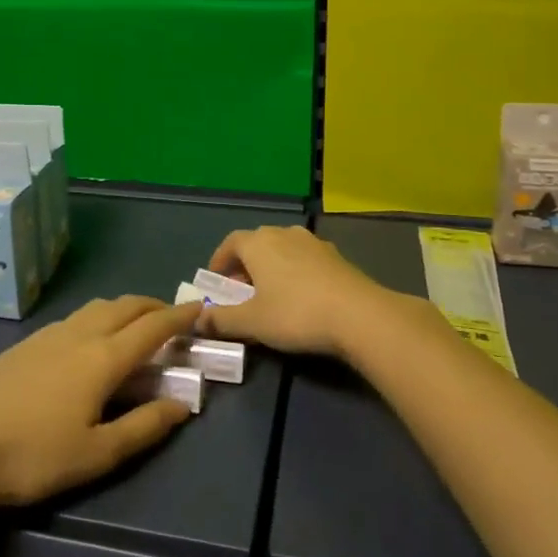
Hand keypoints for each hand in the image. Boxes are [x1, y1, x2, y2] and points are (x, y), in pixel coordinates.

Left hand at [0, 297, 197, 507]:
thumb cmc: (33, 455)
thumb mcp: (97, 454)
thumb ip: (144, 427)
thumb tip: (183, 405)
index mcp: (103, 358)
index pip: (152, 327)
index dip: (179, 316)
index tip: (200, 309)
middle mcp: (80, 334)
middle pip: (125, 306)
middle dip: (153, 306)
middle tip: (171, 317)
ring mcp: (49, 335)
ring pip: (97, 307)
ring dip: (124, 308)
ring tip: (134, 326)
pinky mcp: (26, 344)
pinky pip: (75, 317)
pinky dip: (98, 317)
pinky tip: (89, 341)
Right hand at [199, 226, 411, 359]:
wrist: (359, 315)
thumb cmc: (296, 314)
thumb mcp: (252, 322)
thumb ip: (221, 319)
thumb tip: (198, 319)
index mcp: (258, 243)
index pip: (230, 243)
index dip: (219, 261)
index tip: (215, 281)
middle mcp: (284, 233)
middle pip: (257, 243)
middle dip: (245, 266)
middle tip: (240, 291)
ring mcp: (313, 242)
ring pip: (283, 249)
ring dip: (271, 267)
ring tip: (270, 294)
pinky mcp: (336, 256)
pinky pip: (305, 259)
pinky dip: (295, 272)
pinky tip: (301, 296)